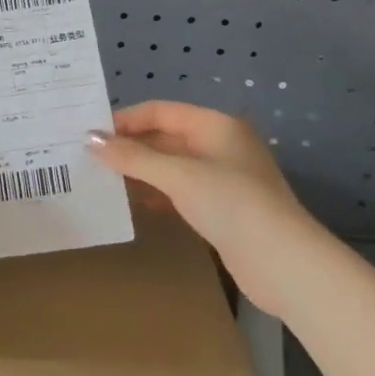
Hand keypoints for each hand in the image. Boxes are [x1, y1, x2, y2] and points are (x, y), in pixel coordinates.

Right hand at [86, 100, 311, 268]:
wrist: (284, 264)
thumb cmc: (230, 204)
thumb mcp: (177, 175)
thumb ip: (132, 157)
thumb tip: (90, 139)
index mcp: (215, 125)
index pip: (160, 111)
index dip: (125, 120)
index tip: (91, 134)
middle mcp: (220, 145)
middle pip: (165, 137)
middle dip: (130, 146)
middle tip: (91, 158)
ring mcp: (224, 178)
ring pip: (172, 166)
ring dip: (141, 171)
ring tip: (104, 180)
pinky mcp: (223, 208)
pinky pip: (181, 191)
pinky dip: (157, 193)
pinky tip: (134, 204)